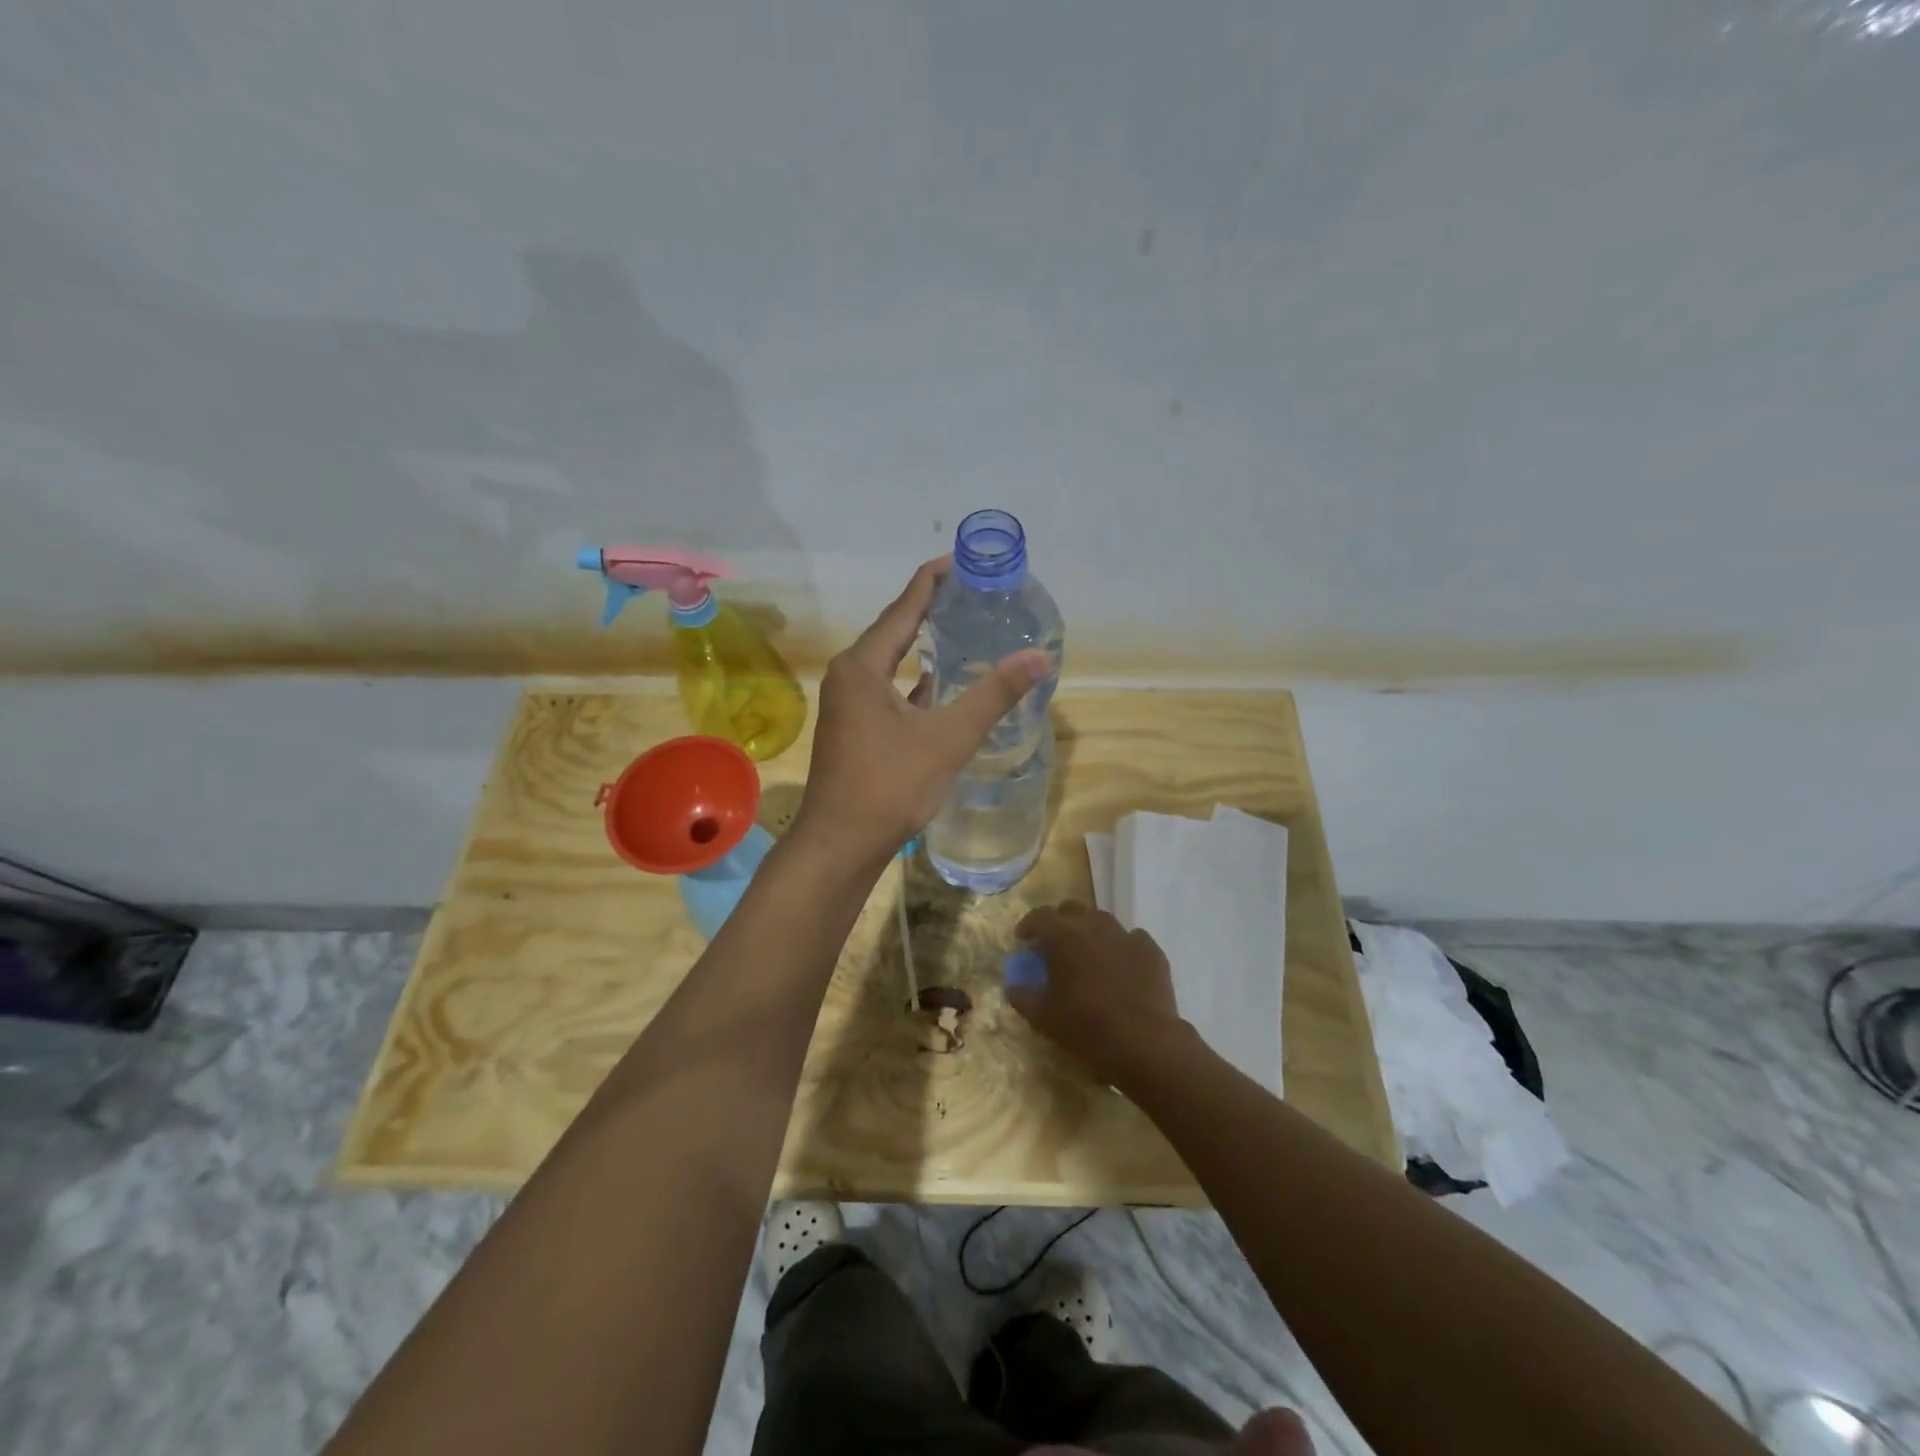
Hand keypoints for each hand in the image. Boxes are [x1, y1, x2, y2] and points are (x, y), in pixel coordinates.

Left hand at [790, 558, 1048, 869]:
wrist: (841, 843)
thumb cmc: (890, 785)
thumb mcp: (948, 737)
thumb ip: (993, 695)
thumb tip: (1038, 656)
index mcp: (862, 666)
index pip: (903, 608)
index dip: (932, 581)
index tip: (961, 561)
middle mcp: (849, 676)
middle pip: (893, 630)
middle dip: (930, 610)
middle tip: (971, 593)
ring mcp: (847, 704)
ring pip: (889, 663)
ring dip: (921, 645)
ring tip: (959, 628)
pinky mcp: (853, 728)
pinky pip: (887, 690)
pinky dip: (914, 681)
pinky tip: (938, 684)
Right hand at [1006, 902, 1192, 1085]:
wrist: (1143, 1041)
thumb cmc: (1085, 1026)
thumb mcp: (1043, 1017)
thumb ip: (1023, 997)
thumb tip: (1014, 986)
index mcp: (1063, 935)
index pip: (1039, 916)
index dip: (1028, 925)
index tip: (1023, 939)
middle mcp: (1093, 925)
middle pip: (1071, 910)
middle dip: (1059, 923)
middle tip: (1055, 946)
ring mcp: (1125, 935)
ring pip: (1102, 921)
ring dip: (1090, 932)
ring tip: (1088, 954)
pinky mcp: (1151, 950)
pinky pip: (1132, 939)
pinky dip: (1121, 947)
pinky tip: (1121, 965)